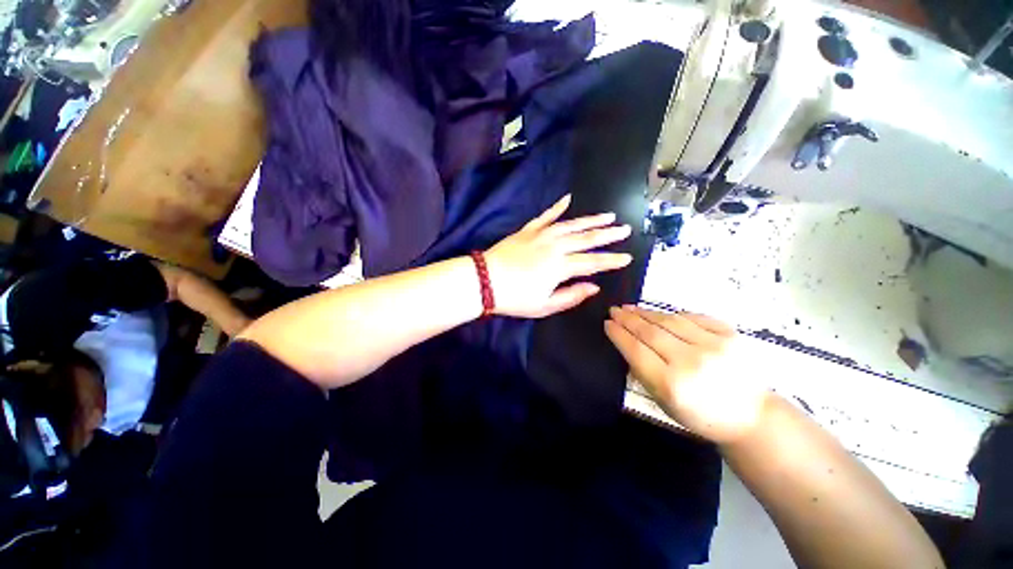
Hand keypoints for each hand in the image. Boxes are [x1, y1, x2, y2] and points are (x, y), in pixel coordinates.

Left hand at [485, 194, 632, 318]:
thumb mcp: (545, 306)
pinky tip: (567, 199)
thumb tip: (594, 287)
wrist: (484, 280)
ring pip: (571, 225)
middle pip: (586, 239)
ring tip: (608, 216)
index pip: (593, 262)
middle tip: (625, 229)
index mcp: (560, 266)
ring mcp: (541, 235)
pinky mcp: (528, 230)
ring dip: (591, 220)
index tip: (628, 257)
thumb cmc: (515, 298)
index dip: (611, 261)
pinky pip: (545, 216)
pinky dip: (557, 207)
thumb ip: (571, 296)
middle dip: (608, 235)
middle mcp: (555, 246)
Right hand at [605, 306, 769, 443]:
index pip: (636, 350)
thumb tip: (625, 343)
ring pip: (669, 320)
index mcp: (672, 384)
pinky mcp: (730, 334)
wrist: (751, 416)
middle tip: (614, 310)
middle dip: (627, 319)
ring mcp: (714, 345)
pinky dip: (672, 314)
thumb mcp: (663, 402)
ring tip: (630, 308)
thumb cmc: (701, 415)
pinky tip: (659, 314)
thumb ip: (642, 372)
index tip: (607, 324)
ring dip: (646, 312)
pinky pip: (692, 317)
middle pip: (650, 332)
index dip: (618, 334)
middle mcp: (692, 361)